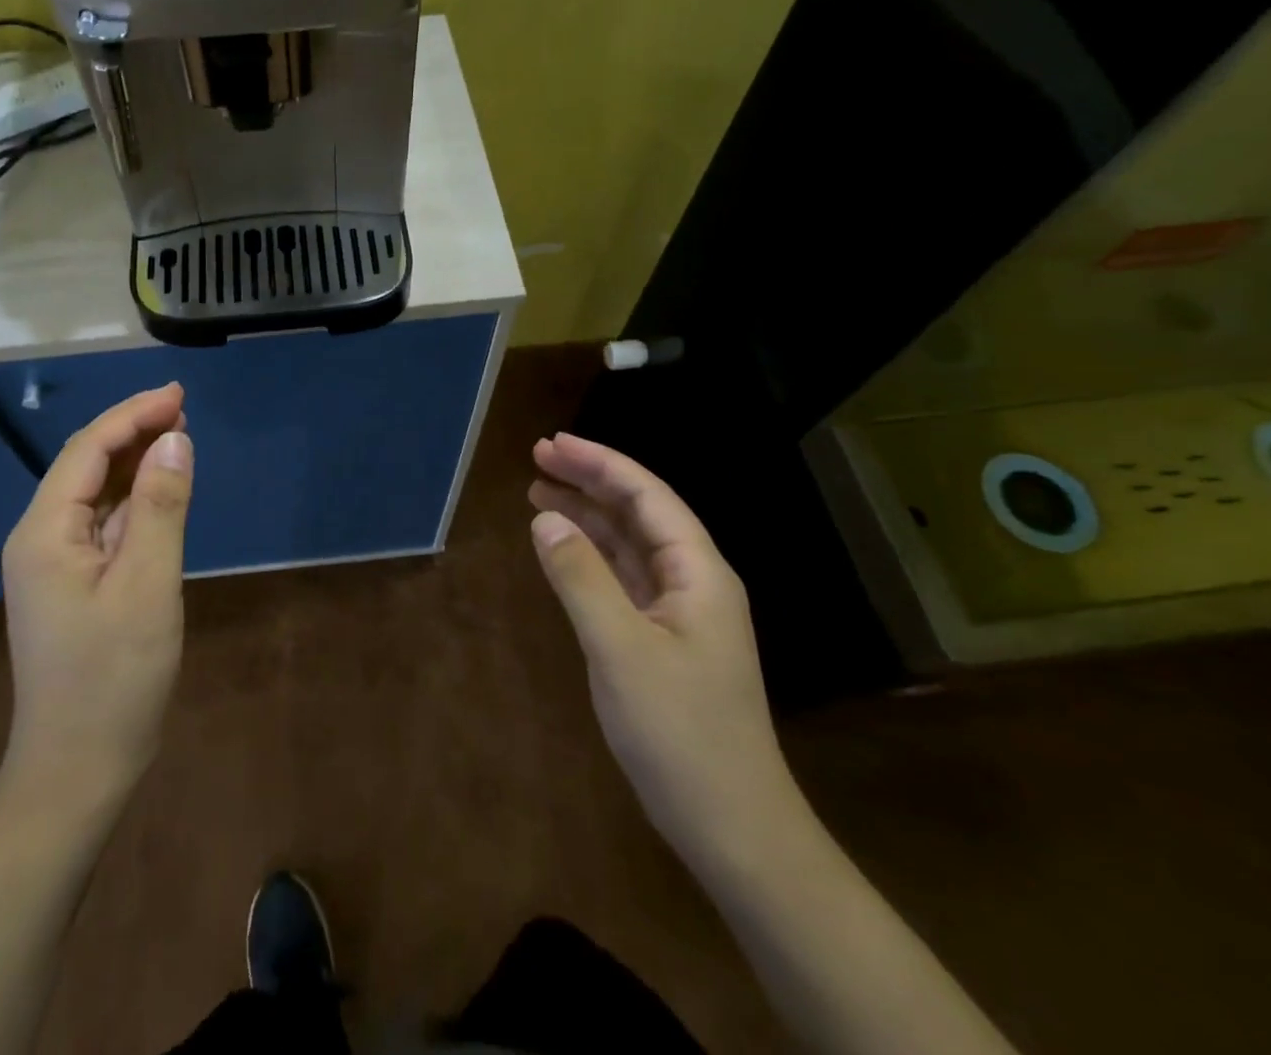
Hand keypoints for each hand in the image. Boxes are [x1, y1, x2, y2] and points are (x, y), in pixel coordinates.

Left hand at [0, 384, 193, 800]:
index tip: (179, 395)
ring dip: (136, 461)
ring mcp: (54, 562)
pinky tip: (161, 491)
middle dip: (134, 431)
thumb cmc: (113, 678)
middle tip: (185, 410)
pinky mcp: (72, 583)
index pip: (88, 450)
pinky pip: (103, 523)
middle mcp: (40, 538)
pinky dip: (135, 499)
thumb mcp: (148, 586)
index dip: (133, 414)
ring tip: (179, 437)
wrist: (77, 770)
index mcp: (45, 532)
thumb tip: (175, 439)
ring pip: (96, 493)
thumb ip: (162, 507)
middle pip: (87, 465)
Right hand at [528, 432, 801, 866]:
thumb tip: (544, 518)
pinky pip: (623, 577)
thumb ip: (580, 577)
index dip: (600, 463)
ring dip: (587, 514)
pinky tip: (563, 547)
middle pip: (638, 512)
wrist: (732, 827)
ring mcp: (679, 612)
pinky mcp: (662, 639)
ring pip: (628, 543)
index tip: (553, 443)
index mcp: (698, 572)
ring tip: (538, 490)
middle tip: (537, 457)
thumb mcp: (620, 649)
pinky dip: (591, 554)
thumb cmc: (680, 733)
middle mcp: (693, 581)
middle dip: (590, 480)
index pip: (647, 496)